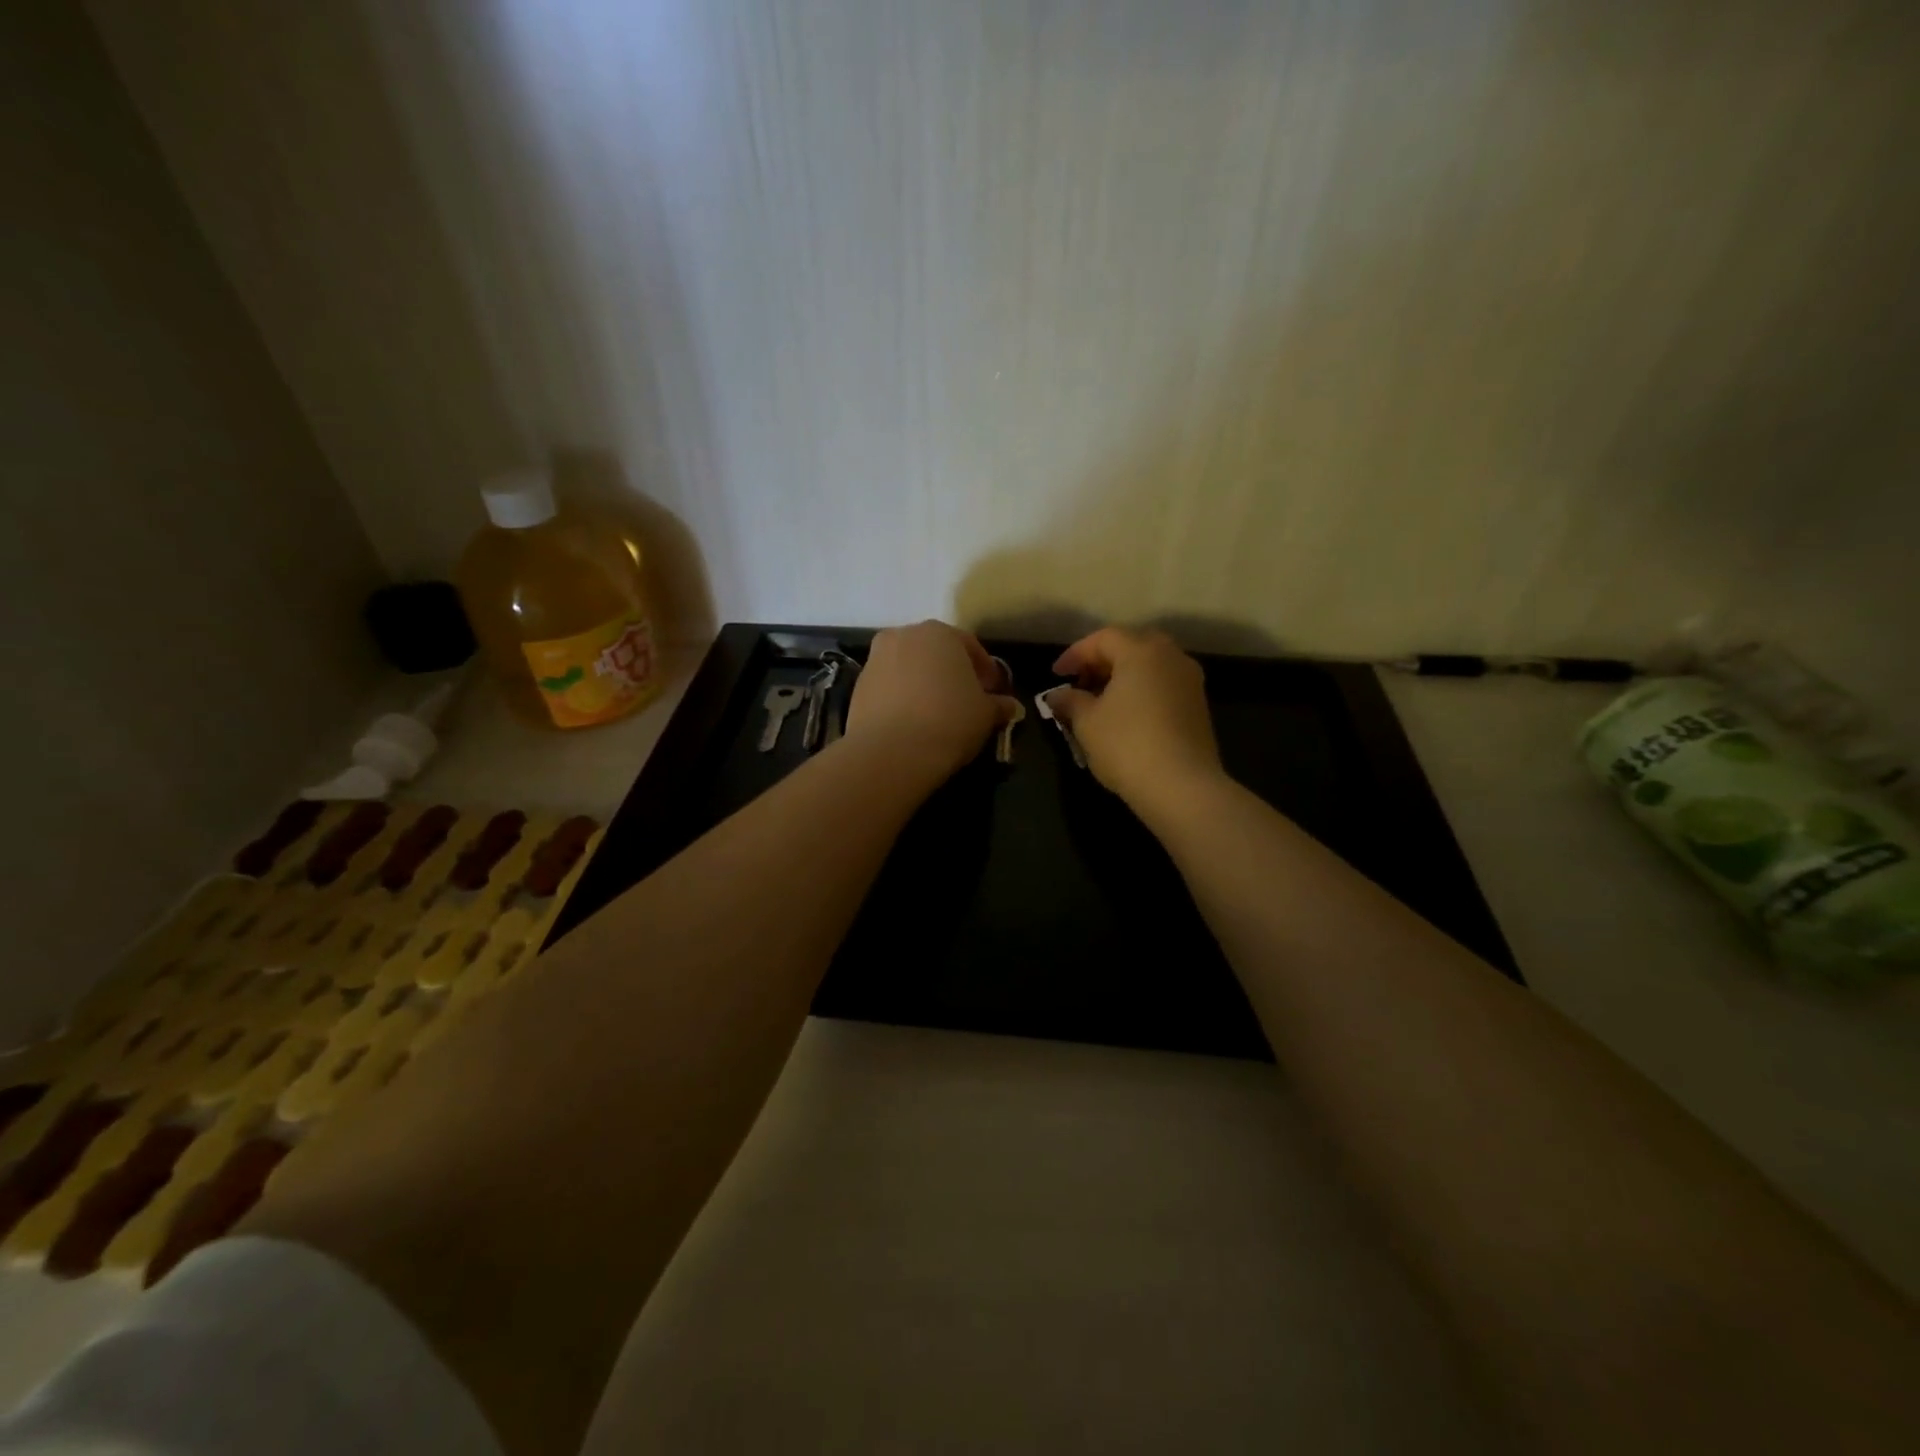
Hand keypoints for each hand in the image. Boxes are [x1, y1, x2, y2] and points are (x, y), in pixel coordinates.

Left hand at [847, 621, 1017, 779]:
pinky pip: (889, 688)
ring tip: (937, 715)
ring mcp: (876, 659)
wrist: (891, 752)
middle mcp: (903, 636)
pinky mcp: (858, 686)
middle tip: (966, 701)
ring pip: (909, 669)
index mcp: (939, 633)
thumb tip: (1010, 706)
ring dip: (924, 685)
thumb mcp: (986, 714)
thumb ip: (999, 705)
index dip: (985, 671)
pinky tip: (913, 724)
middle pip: (935, 653)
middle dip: (952, 673)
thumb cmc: (949, 721)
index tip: (994, 692)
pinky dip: (902, 699)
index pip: (970, 646)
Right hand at [1050, 627, 1224, 809]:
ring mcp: (1190, 681)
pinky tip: (1125, 715)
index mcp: (1141, 651)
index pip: (1103, 638)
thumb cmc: (1126, 745)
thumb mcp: (1086, 722)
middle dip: (1102, 661)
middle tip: (1081, 682)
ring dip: (1123, 676)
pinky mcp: (1199, 706)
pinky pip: (1164, 685)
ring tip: (1100, 701)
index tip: (1056, 675)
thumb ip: (1070, 701)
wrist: (1182, 787)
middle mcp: (1171, 657)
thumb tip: (1057, 695)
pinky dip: (1142, 691)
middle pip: (1131, 645)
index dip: (1075, 654)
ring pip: (1150, 665)